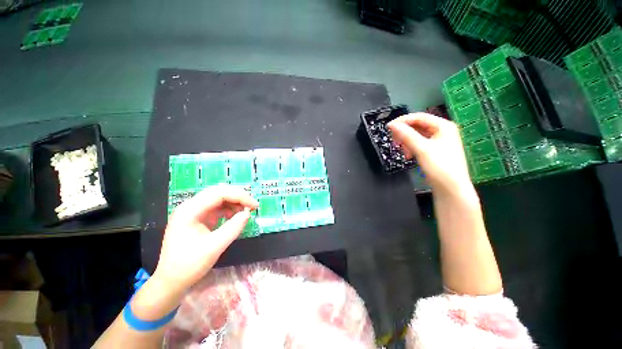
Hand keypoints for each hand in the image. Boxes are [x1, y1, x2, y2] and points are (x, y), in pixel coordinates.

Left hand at [153, 185, 258, 292]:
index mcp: (189, 211)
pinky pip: (218, 207)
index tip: (254, 205)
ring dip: (235, 202)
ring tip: (246, 211)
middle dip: (238, 197)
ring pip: (219, 198)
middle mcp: (191, 206)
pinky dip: (230, 209)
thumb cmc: (188, 266)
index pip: (219, 193)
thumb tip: (248, 213)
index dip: (239, 196)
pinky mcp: (199, 218)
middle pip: (219, 192)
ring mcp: (194, 212)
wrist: (171, 281)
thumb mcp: (214, 247)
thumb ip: (233, 228)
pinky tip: (236, 216)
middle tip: (252, 206)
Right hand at [387, 113, 472, 194]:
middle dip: (404, 133)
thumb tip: (391, 125)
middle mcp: (443, 131)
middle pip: (418, 126)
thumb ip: (406, 135)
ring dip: (407, 142)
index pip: (419, 117)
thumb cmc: (440, 167)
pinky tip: (408, 156)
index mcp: (443, 126)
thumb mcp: (422, 149)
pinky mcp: (435, 151)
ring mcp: (439, 141)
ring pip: (417, 136)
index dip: (402, 121)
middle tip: (394, 141)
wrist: (451, 189)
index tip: (388, 127)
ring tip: (402, 151)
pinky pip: (419, 144)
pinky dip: (411, 148)